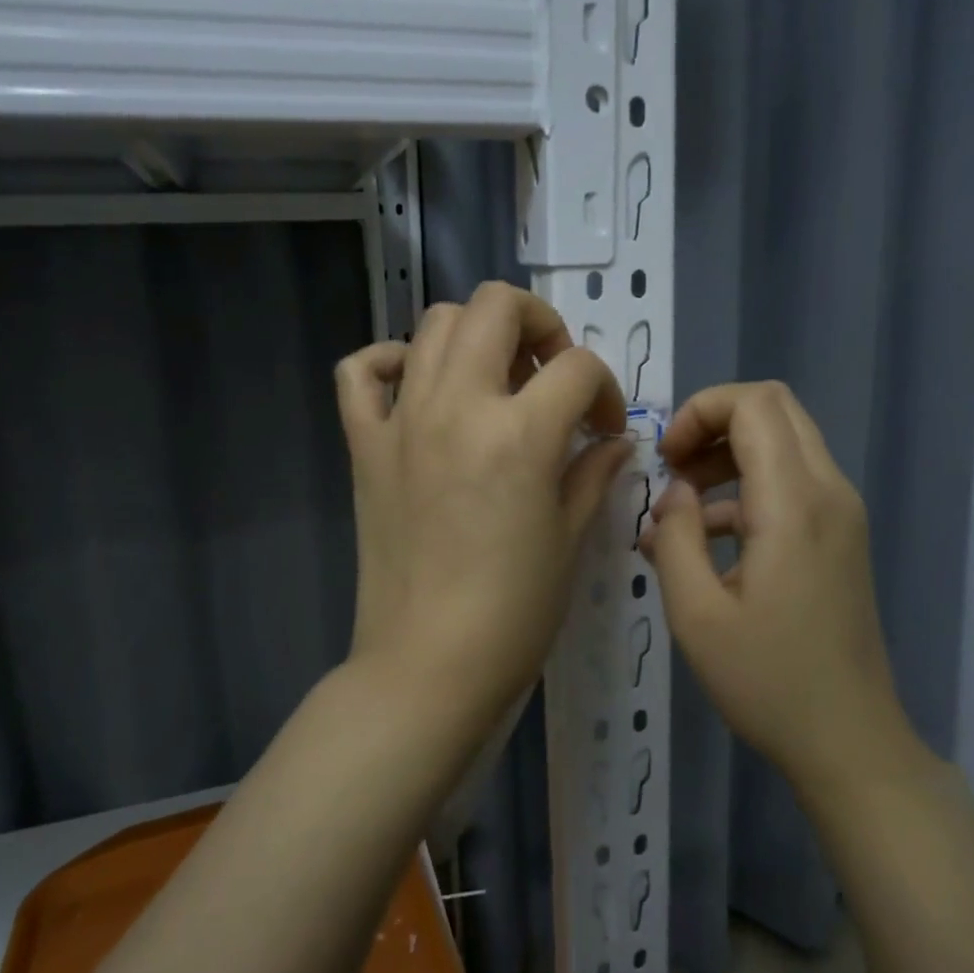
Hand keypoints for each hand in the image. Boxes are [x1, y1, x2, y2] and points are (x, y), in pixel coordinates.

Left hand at [335, 283, 630, 724]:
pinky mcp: (364, 445)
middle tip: (551, 375)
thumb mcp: (570, 538)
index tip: (604, 429)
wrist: (428, 666)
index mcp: (519, 433)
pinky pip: (361, 372)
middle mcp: (457, 406)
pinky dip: (390, 361)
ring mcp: (402, 420)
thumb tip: (613, 441)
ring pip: (435, 322)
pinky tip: (420, 387)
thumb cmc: (513, 613)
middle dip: (541, 325)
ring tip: (496, 381)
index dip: (605, 390)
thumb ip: (594, 473)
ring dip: (477, 335)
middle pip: (497, 306)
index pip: (577, 368)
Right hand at [640, 381, 913, 789]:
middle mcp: (829, 492)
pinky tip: (706, 542)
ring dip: (727, 456)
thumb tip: (675, 493)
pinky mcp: (840, 536)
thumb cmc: (767, 681)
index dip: (700, 411)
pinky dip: (746, 489)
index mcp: (794, 504)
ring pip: (784, 441)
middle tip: (673, 469)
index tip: (666, 459)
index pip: (755, 403)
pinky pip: (791, 482)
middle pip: (774, 408)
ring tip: (680, 509)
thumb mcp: (696, 614)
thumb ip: (676, 537)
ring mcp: (842, 513)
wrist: (849, 741)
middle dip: (713, 423)